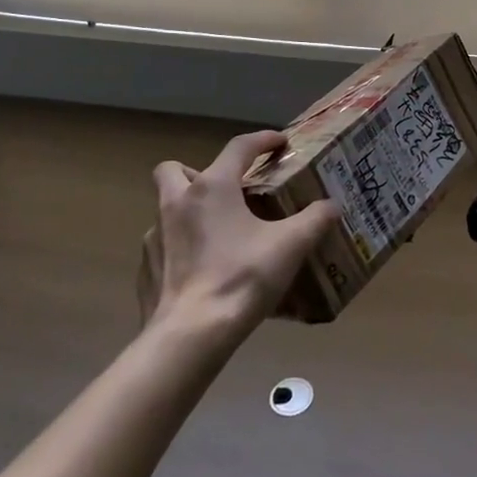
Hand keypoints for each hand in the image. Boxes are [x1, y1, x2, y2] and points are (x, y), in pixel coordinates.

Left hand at [141, 130, 337, 335]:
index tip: (280, 142)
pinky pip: (161, 246)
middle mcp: (177, 202)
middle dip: (196, 171)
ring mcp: (155, 236)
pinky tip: (199, 270)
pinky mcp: (145, 269)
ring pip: (165, 208)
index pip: (239, 147)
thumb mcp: (290, 246)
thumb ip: (314, 219)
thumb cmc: (242, 278)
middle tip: (224, 190)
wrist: (191, 335)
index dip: (262, 140)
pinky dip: (179, 249)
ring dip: (187, 211)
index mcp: (213, 187)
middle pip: (174, 169)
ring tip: (216, 234)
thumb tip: (331, 206)